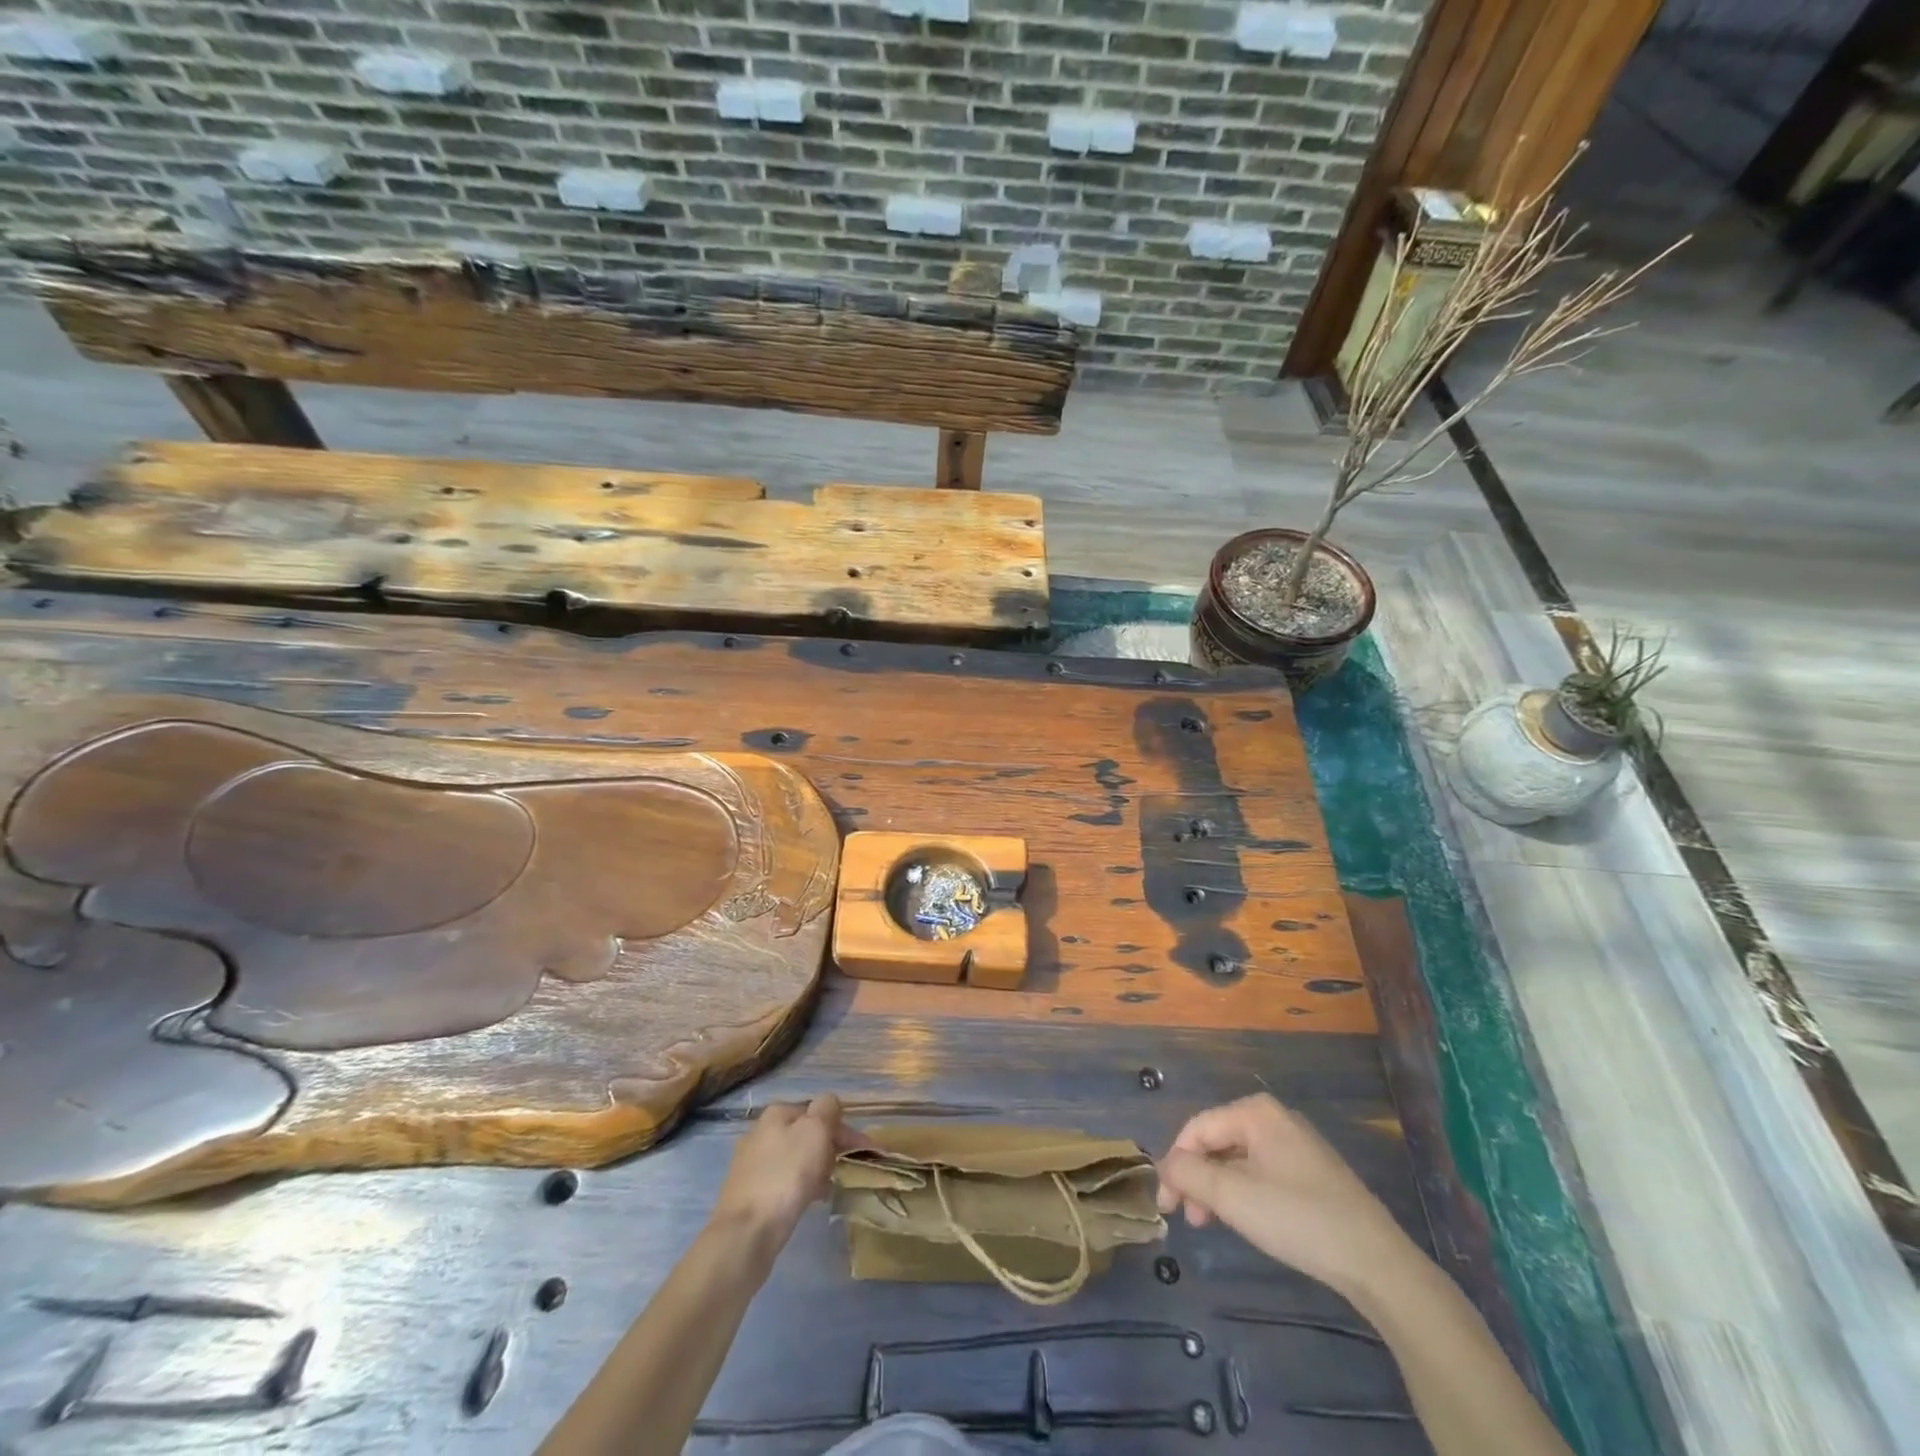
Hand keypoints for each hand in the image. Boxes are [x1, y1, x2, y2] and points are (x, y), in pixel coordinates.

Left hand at [710, 1094, 855, 1253]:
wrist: (745, 1233)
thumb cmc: (786, 1175)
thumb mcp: (815, 1131)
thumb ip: (827, 1108)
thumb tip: (829, 1104)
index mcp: (776, 1113)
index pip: (818, 1111)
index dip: (843, 1129)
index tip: (864, 1151)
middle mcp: (760, 1132)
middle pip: (806, 1134)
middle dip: (829, 1149)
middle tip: (845, 1170)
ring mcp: (751, 1164)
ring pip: (795, 1159)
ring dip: (816, 1168)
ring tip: (829, 1188)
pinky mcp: (749, 1194)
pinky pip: (784, 1182)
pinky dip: (800, 1187)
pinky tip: (809, 1201)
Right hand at [1157, 1094, 1416, 1294]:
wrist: (1377, 1263)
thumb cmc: (1298, 1219)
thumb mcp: (1233, 1197)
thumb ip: (1189, 1174)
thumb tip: (1165, 1164)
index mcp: (1256, 1112)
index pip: (1197, 1129)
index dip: (1175, 1164)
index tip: (1166, 1206)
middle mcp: (1275, 1118)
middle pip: (1217, 1142)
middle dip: (1196, 1178)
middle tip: (1188, 1219)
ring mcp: (1296, 1145)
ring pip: (1238, 1160)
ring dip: (1216, 1190)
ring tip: (1210, 1224)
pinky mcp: (1311, 1173)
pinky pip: (1261, 1173)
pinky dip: (1242, 1194)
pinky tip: (1243, 1221)